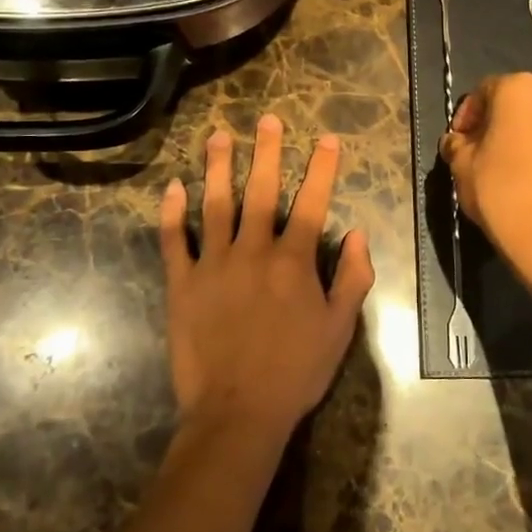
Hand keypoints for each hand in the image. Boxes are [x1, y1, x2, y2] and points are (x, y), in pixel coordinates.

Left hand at [159, 116, 374, 443]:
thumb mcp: (340, 329)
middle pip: (261, 191)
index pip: (312, 202)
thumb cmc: (295, 371)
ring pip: (215, 204)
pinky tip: (173, 187)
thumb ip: (353, 278)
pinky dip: (172, 213)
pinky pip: (175, 240)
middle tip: (267, 119)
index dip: (321, 168)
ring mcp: (214, 264)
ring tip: (219, 136)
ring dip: (218, 167)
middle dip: (266, 152)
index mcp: (293, 261)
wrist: (237, 412)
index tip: (327, 138)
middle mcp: (254, 251)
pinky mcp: (182, 283)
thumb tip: (358, 233)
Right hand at [440, 73, 531, 284]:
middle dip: (491, 125)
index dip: (466, 114)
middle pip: (512, 105)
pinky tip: (519, 182)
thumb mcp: (461, 164)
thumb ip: (455, 144)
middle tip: (472, 153)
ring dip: (513, 139)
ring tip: (495, 170)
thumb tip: (455, 142)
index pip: (484, 90)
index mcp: (521, 90)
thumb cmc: (498, 190)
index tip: (456, 140)